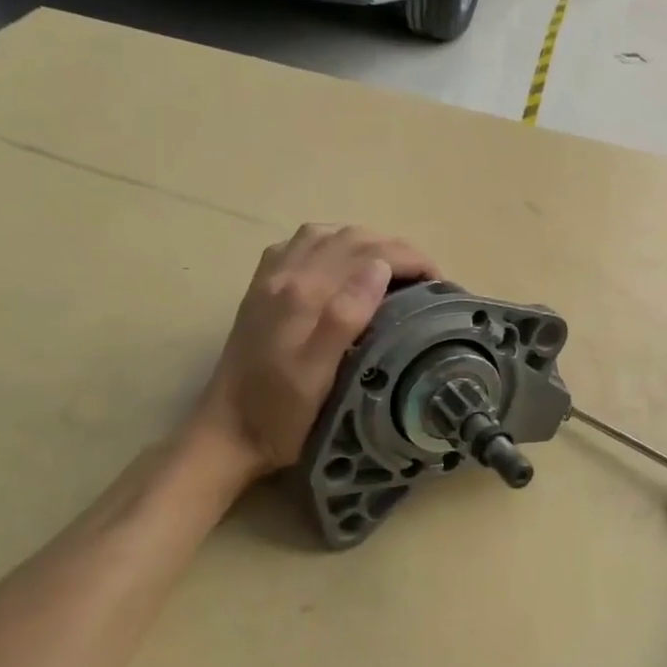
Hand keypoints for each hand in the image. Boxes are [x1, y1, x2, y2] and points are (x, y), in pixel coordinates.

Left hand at [188, 225, 438, 481]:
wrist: (227, 432)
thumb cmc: (281, 415)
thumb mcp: (319, 376)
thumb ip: (345, 317)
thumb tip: (380, 267)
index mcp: (305, 293)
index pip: (370, 252)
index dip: (411, 259)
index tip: (438, 283)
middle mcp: (286, 273)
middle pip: (350, 237)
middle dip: (395, 248)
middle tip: (424, 278)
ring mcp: (270, 277)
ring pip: (326, 234)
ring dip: (365, 242)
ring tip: (391, 268)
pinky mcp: (261, 287)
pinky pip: (300, 245)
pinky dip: (331, 244)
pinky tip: (340, 265)